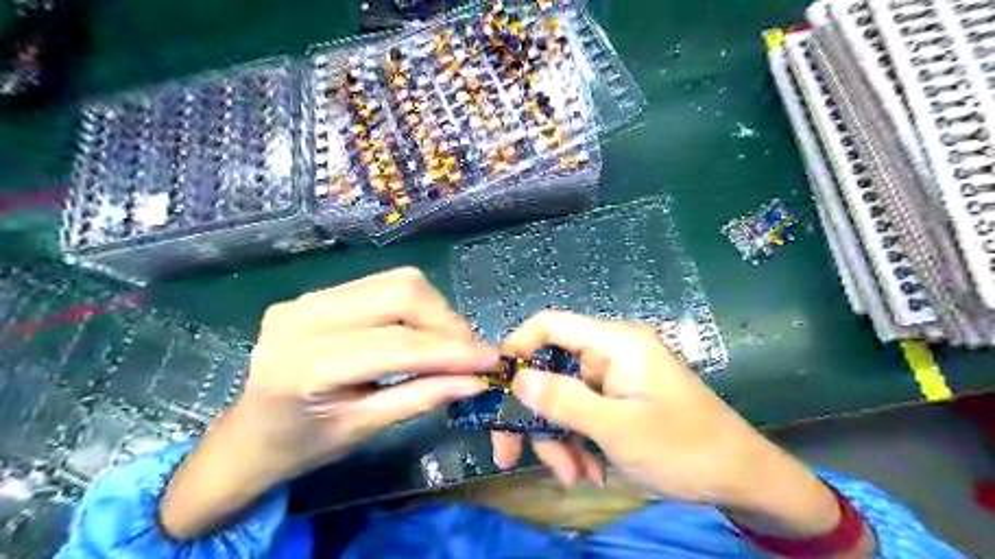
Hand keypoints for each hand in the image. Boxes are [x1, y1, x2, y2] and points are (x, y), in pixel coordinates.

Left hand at [161, 269, 497, 538]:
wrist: (247, 435)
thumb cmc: (301, 445)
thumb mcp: (364, 429)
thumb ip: (423, 397)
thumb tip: (475, 381)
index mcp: (306, 365)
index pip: (398, 345)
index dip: (452, 351)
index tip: (491, 360)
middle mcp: (303, 317)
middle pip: (400, 293)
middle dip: (446, 321)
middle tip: (468, 352)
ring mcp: (306, 298)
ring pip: (395, 281)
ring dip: (433, 310)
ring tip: (447, 344)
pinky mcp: (316, 293)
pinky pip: (381, 285)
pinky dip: (413, 306)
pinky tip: (419, 331)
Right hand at [490, 313, 872, 551]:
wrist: (742, 478)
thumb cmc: (684, 448)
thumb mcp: (618, 429)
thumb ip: (565, 401)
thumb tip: (517, 380)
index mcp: (615, 343)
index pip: (551, 324)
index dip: (518, 348)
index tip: (496, 386)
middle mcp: (611, 353)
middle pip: (552, 370)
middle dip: (536, 415)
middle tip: (511, 455)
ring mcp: (615, 378)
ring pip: (564, 398)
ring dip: (559, 438)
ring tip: (572, 477)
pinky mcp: (620, 400)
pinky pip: (584, 413)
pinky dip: (579, 442)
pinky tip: (589, 473)